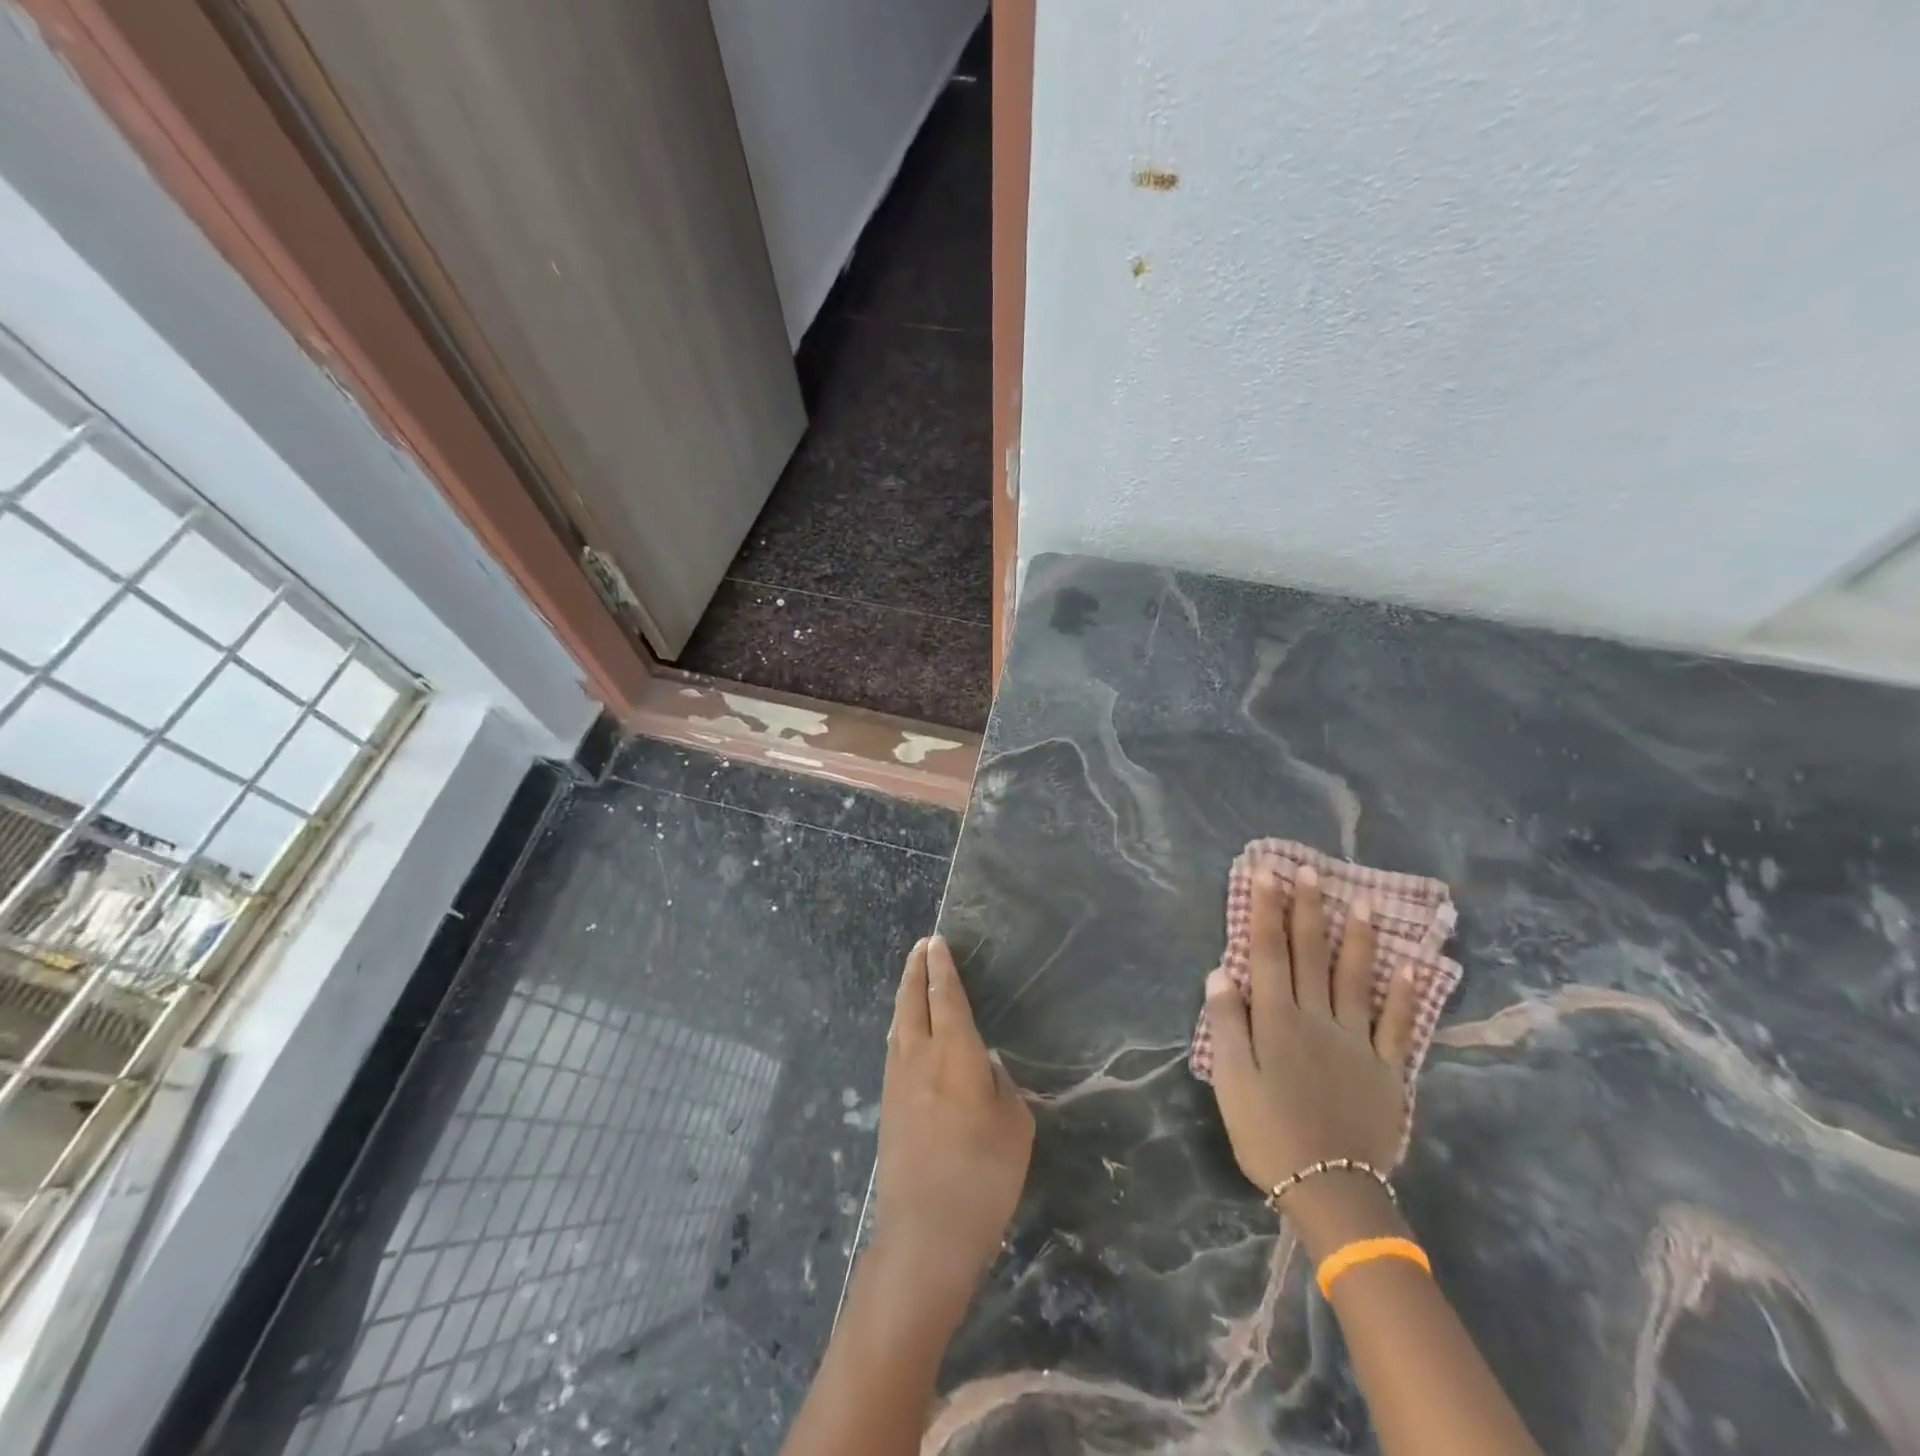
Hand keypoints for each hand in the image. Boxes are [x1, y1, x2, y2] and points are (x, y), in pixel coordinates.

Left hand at [872, 935, 1034, 1309]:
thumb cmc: (983, 1176)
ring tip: (912, 979)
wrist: (926, 1232)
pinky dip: (901, 1025)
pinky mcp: (888, 1105)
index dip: (942, 968)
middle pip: (913, 1001)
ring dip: (906, 996)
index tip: (937, 943)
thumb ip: (999, 1084)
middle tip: (922, 947)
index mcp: (954, 1054)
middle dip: (916, 970)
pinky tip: (905, 1030)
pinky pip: (894, 1047)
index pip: (946, 997)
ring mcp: (897, 1080)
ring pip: (899, 1023)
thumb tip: (981, 1065)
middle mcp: (920, 1056)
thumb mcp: (1014, 1126)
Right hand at [1204, 865, 1419, 1247]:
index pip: (1268, 951)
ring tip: (1363, 902)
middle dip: (1307, 909)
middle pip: (1310, 954)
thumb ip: (1227, 1023)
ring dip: (1358, 938)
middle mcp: (1318, 1018)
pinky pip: (1398, 1025)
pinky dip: (1405, 995)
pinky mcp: (1387, 1069)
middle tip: (1308, 870)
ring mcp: (1357, 1041)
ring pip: (1356, 978)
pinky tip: (1412, 968)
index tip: (1265, 872)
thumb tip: (1220, 971)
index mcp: (1277, 1020)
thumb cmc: (1268, 1132)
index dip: (1266, 909)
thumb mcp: (1232, 1080)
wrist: (1330, 1190)